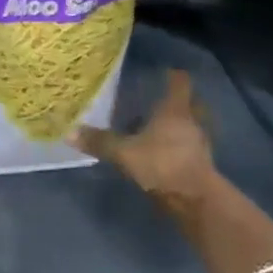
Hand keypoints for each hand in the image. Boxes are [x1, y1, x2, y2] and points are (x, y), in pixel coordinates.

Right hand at [77, 69, 219, 216]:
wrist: (196, 200)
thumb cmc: (163, 164)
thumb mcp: (125, 153)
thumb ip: (100, 142)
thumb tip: (70, 132)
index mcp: (175, 110)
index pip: (179, 82)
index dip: (173, 75)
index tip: (166, 71)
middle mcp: (192, 122)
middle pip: (192, 103)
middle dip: (181, 100)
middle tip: (163, 99)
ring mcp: (200, 144)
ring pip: (193, 126)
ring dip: (181, 125)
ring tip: (161, 127)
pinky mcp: (202, 165)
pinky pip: (191, 148)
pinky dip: (181, 147)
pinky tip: (165, 153)